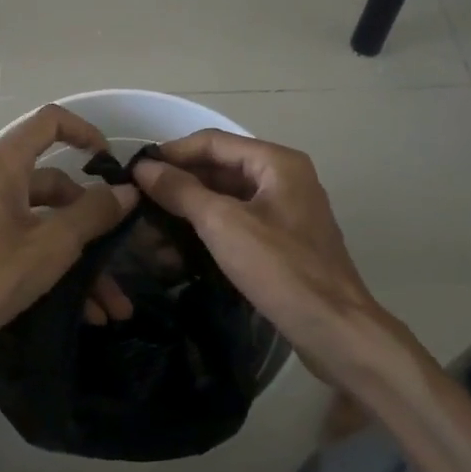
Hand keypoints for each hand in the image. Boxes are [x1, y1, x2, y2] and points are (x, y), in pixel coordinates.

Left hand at [0, 104, 137, 365]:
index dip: (85, 132)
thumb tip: (126, 192)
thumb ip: (93, 213)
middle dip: (93, 220)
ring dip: (81, 258)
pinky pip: (28, 245)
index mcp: (4, 166)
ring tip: (111, 304)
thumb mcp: (51, 244)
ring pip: (46, 222)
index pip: (49, 122)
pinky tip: (85, 311)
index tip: (111, 163)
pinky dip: (56, 268)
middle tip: (122, 249)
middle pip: (55, 183)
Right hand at [130, 130, 384, 381]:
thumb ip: (181, 191)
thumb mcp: (223, 224)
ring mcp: (286, 210)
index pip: (213, 141)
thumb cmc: (280, 268)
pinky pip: (239, 221)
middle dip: (180, 182)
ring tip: (152, 226)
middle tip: (139, 200)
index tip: (135, 170)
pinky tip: (181, 247)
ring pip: (228, 197)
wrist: (335, 330)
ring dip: (191, 208)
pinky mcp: (284, 240)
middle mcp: (284, 177)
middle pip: (221, 167)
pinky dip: (210, 228)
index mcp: (277, 162)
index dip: (172, 153)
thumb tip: (144, 167)